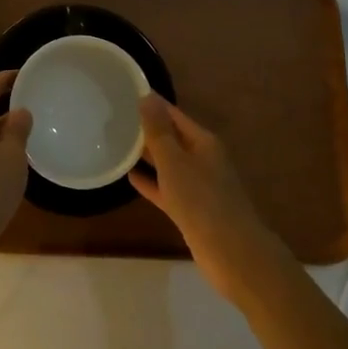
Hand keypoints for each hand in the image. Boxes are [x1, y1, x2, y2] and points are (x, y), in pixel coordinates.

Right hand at [130, 94, 289, 306]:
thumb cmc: (202, 201)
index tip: (125, 92)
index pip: (173, 114)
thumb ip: (159, 131)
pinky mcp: (191, 210)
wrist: (233, 255)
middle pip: (171, 137)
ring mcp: (197, 186)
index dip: (152, 104)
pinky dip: (150, 182)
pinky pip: (166, 188)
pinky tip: (129, 177)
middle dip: (147, 128)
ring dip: (146, 155)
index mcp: (203, 142)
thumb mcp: (175, 162)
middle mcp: (202, 159)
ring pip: (168, 163)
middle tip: (114, 117)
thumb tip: (147, 96)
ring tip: (117, 143)